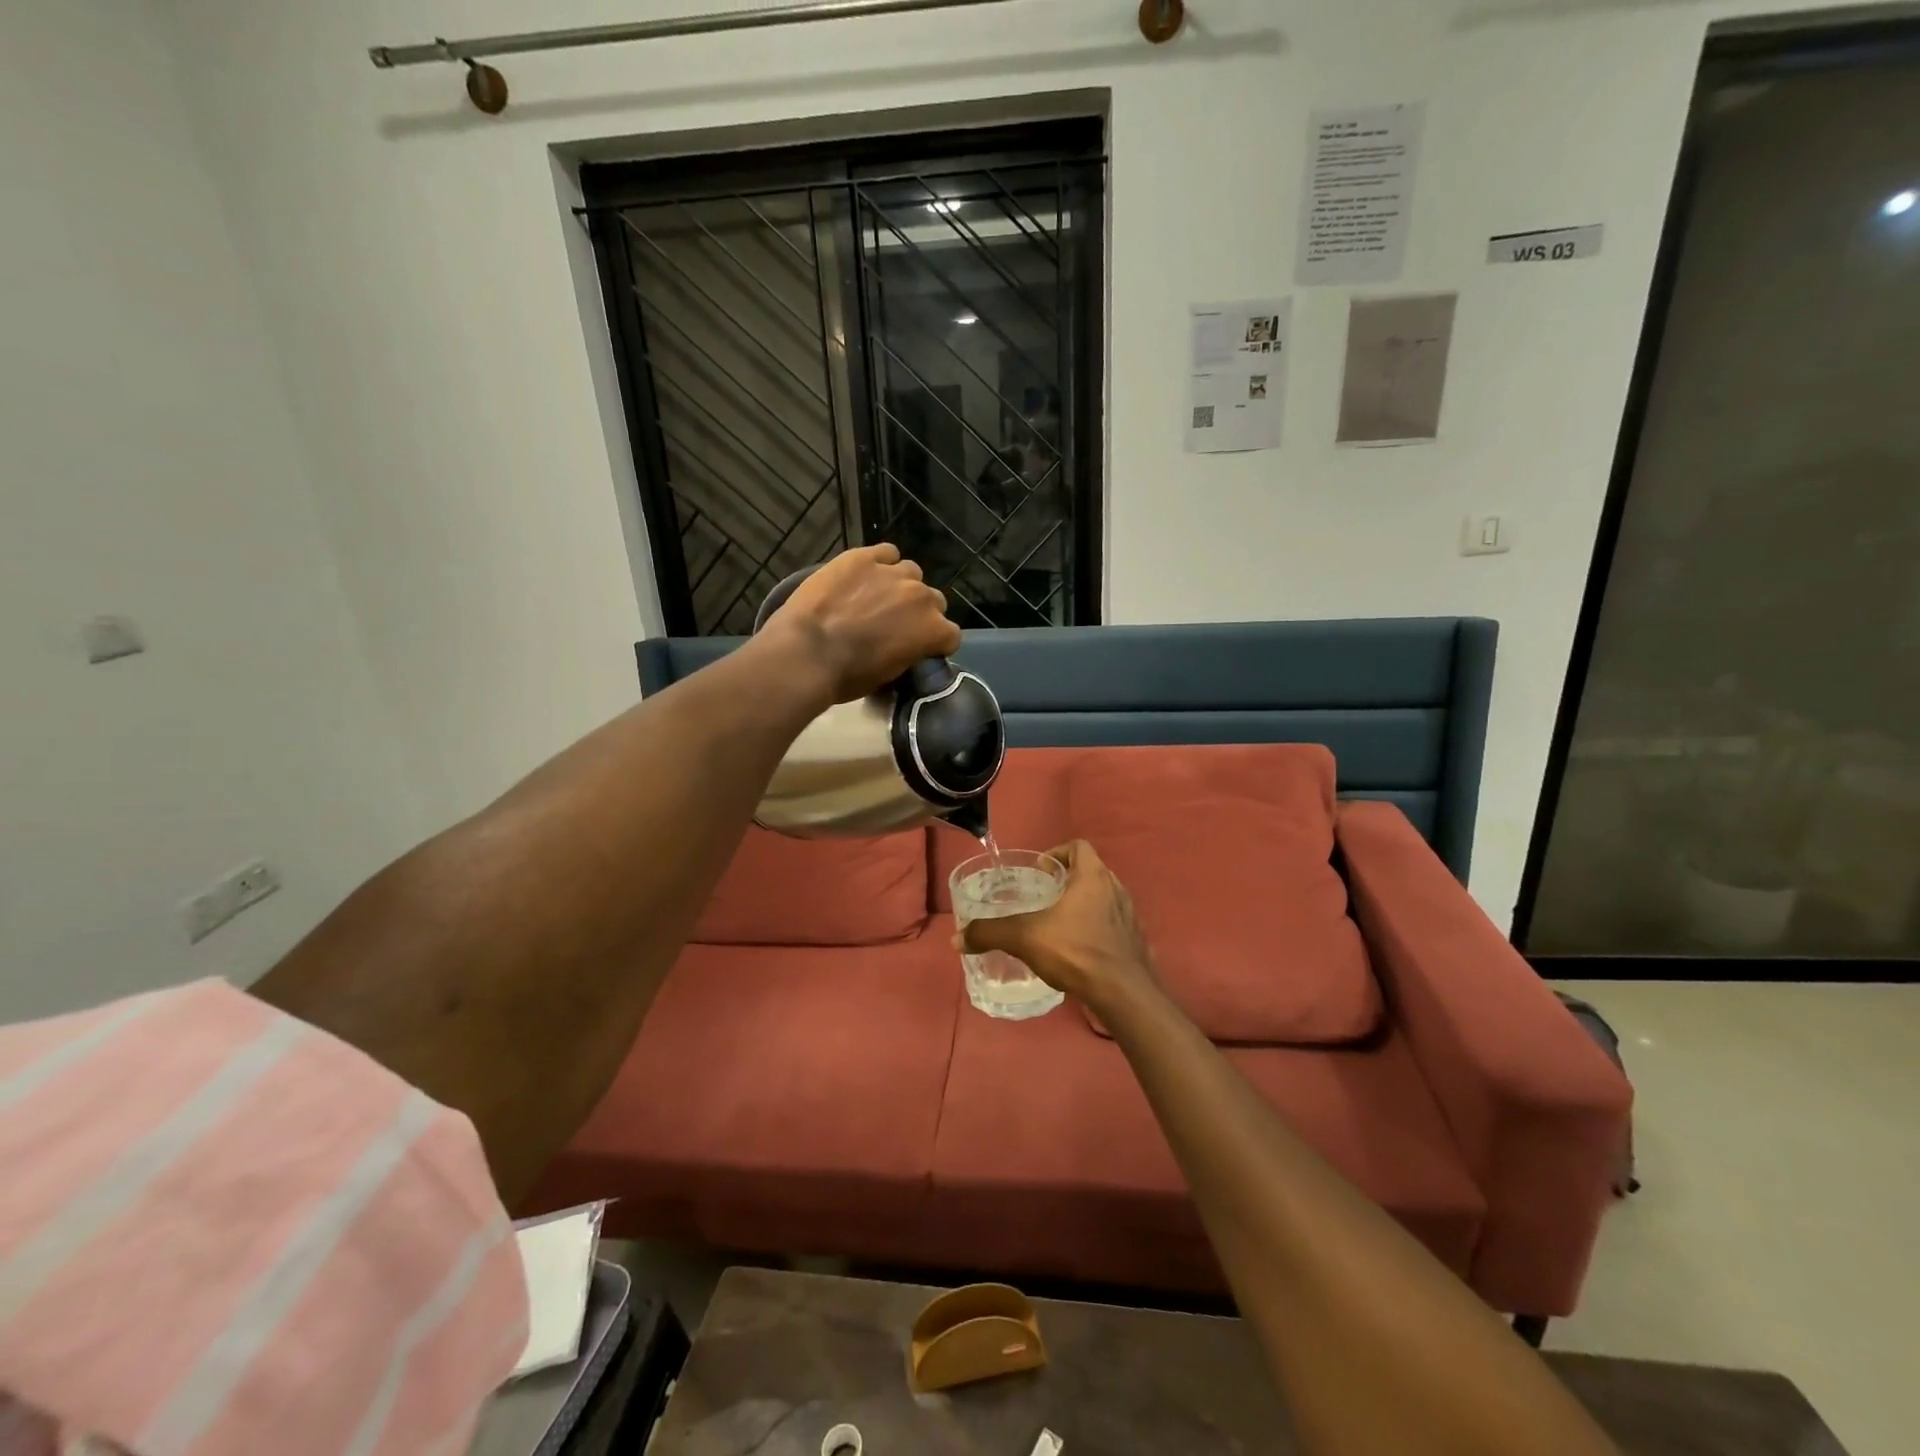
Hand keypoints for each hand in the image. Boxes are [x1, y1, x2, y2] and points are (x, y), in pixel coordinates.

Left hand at [768, 545, 961, 702]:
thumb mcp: (888, 676)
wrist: (807, 652)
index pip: (951, 635)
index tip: (921, 648)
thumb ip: (908, 653)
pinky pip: (885, 553)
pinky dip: (880, 563)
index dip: (936, 643)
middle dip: (920, 612)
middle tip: (895, 624)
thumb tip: (906, 647)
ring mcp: (892, 573)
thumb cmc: (848, 676)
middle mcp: (921, 596)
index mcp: (932, 630)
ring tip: (877, 596)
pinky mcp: (863, 557)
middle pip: (934, 600)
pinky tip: (865, 574)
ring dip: (900, 585)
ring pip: (911, 572)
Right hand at [958, 841, 1156, 1011]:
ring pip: (1104, 899)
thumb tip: (957, 938)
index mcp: (1093, 877)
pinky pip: (1114, 926)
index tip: (1041, 871)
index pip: (1079, 847)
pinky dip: (1098, 930)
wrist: (1123, 993)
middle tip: (1044, 898)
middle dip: (1068, 881)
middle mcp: (1116, 889)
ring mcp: (1130, 916)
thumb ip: (990, 933)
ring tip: (1060, 925)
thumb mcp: (1025, 938)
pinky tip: (1080, 951)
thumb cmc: (1076, 951)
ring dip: (1084, 906)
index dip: (1058, 852)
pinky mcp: (1136, 942)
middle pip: (1091, 872)